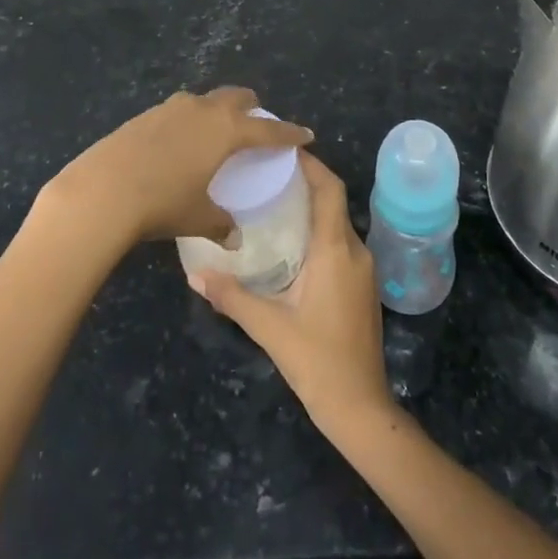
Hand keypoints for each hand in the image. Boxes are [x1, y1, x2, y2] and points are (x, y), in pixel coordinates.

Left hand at [41, 88, 311, 248]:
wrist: (103, 189)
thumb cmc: (162, 203)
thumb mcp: (197, 217)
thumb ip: (220, 224)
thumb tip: (233, 237)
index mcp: (226, 130)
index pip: (267, 129)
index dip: (288, 133)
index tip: (305, 134)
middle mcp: (203, 110)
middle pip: (237, 97)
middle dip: (252, 108)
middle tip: (258, 123)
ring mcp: (172, 107)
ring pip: (205, 100)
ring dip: (218, 111)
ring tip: (217, 133)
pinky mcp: (146, 114)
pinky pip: (179, 111)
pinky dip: (189, 121)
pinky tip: (180, 143)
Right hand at [192, 152, 393, 432]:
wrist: (361, 409)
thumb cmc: (318, 362)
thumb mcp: (270, 328)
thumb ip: (232, 297)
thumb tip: (194, 274)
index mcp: (336, 250)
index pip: (330, 189)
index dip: (311, 164)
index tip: (282, 149)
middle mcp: (356, 251)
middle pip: (333, 201)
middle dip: (305, 181)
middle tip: (266, 173)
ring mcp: (363, 270)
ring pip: (337, 223)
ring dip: (310, 207)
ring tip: (272, 201)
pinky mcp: (362, 287)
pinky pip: (340, 243)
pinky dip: (317, 230)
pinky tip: (289, 242)